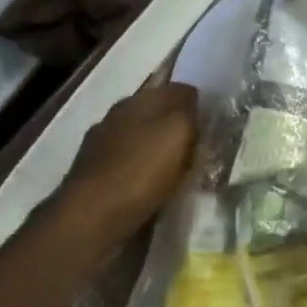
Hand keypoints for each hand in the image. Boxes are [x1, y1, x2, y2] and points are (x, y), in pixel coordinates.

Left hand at [54, 81, 198, 244]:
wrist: (91, 217)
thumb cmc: (141, 170)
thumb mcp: (179, 132)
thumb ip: (190, 112)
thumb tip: (194, 101)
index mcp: (138, 100)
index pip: (177, 89)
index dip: (198, 101)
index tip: (215, 120)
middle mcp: (116, 116)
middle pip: (156, 112)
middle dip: (176, 124)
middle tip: (200, 144)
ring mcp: (101, 145)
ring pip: (140, 137)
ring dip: (158, 147)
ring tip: (178, 166)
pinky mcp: (93, 173)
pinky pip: (128, 162)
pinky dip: (142, 168)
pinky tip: (151, 183)